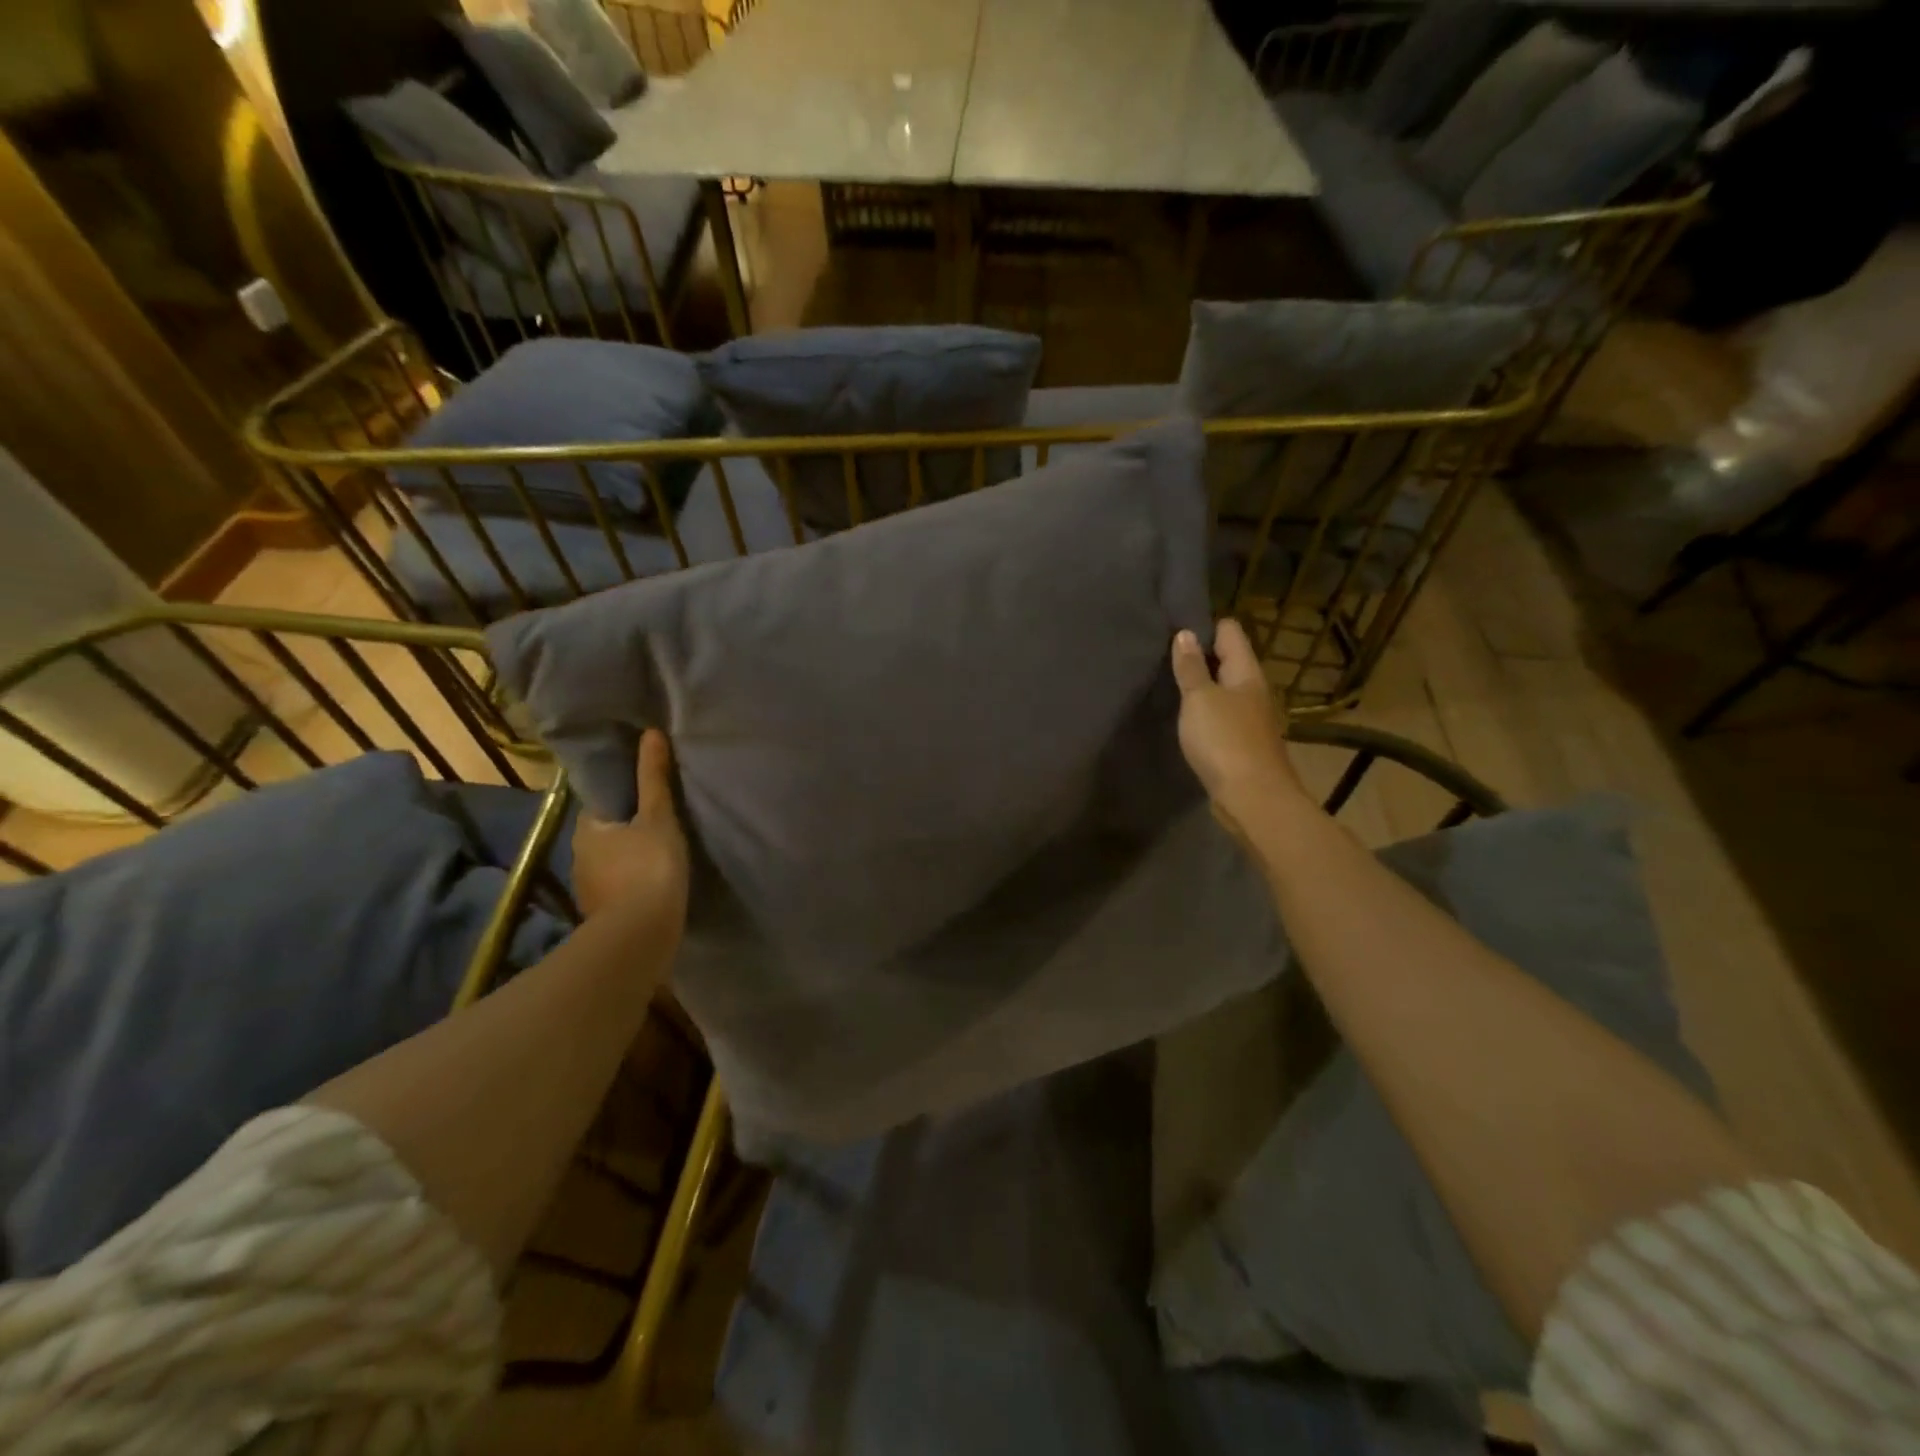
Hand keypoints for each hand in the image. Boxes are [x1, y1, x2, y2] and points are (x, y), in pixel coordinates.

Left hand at [571, 729, 689, 930]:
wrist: (641, 934)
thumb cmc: (649, 867)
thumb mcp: (658, 817)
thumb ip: (654, 778)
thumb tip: (651, 733)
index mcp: (587, 829)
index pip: (600, 803)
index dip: (621, 796)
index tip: (643, 793)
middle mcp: (579, 857)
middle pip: (604, 834)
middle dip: (625, 828)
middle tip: (657, 821)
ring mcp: (588, 889)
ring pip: (610, 863)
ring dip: (628, 858)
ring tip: (659, 854)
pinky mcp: (602, 914)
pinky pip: (617, 888)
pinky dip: (631, 883)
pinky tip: (652, 884)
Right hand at [1171, 620, 1311, 840]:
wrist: (1253, 798)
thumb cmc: (1224, 741)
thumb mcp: (1199, 699)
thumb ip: (1191, 667)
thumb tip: (1185, 634)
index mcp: (1246, 672)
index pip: (1230, 631)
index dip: (1205, 625)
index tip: (1174, 630)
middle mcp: (1253, 690)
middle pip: (1228, 660)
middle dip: (1201, 655)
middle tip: (1165, 656)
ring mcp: (1251, 718)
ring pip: (1225, 689)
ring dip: (1202, 686)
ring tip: (1171, 685)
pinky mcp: (1243, 743)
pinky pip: (1222, 715)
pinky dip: (1205, 711)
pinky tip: (1187, 719)